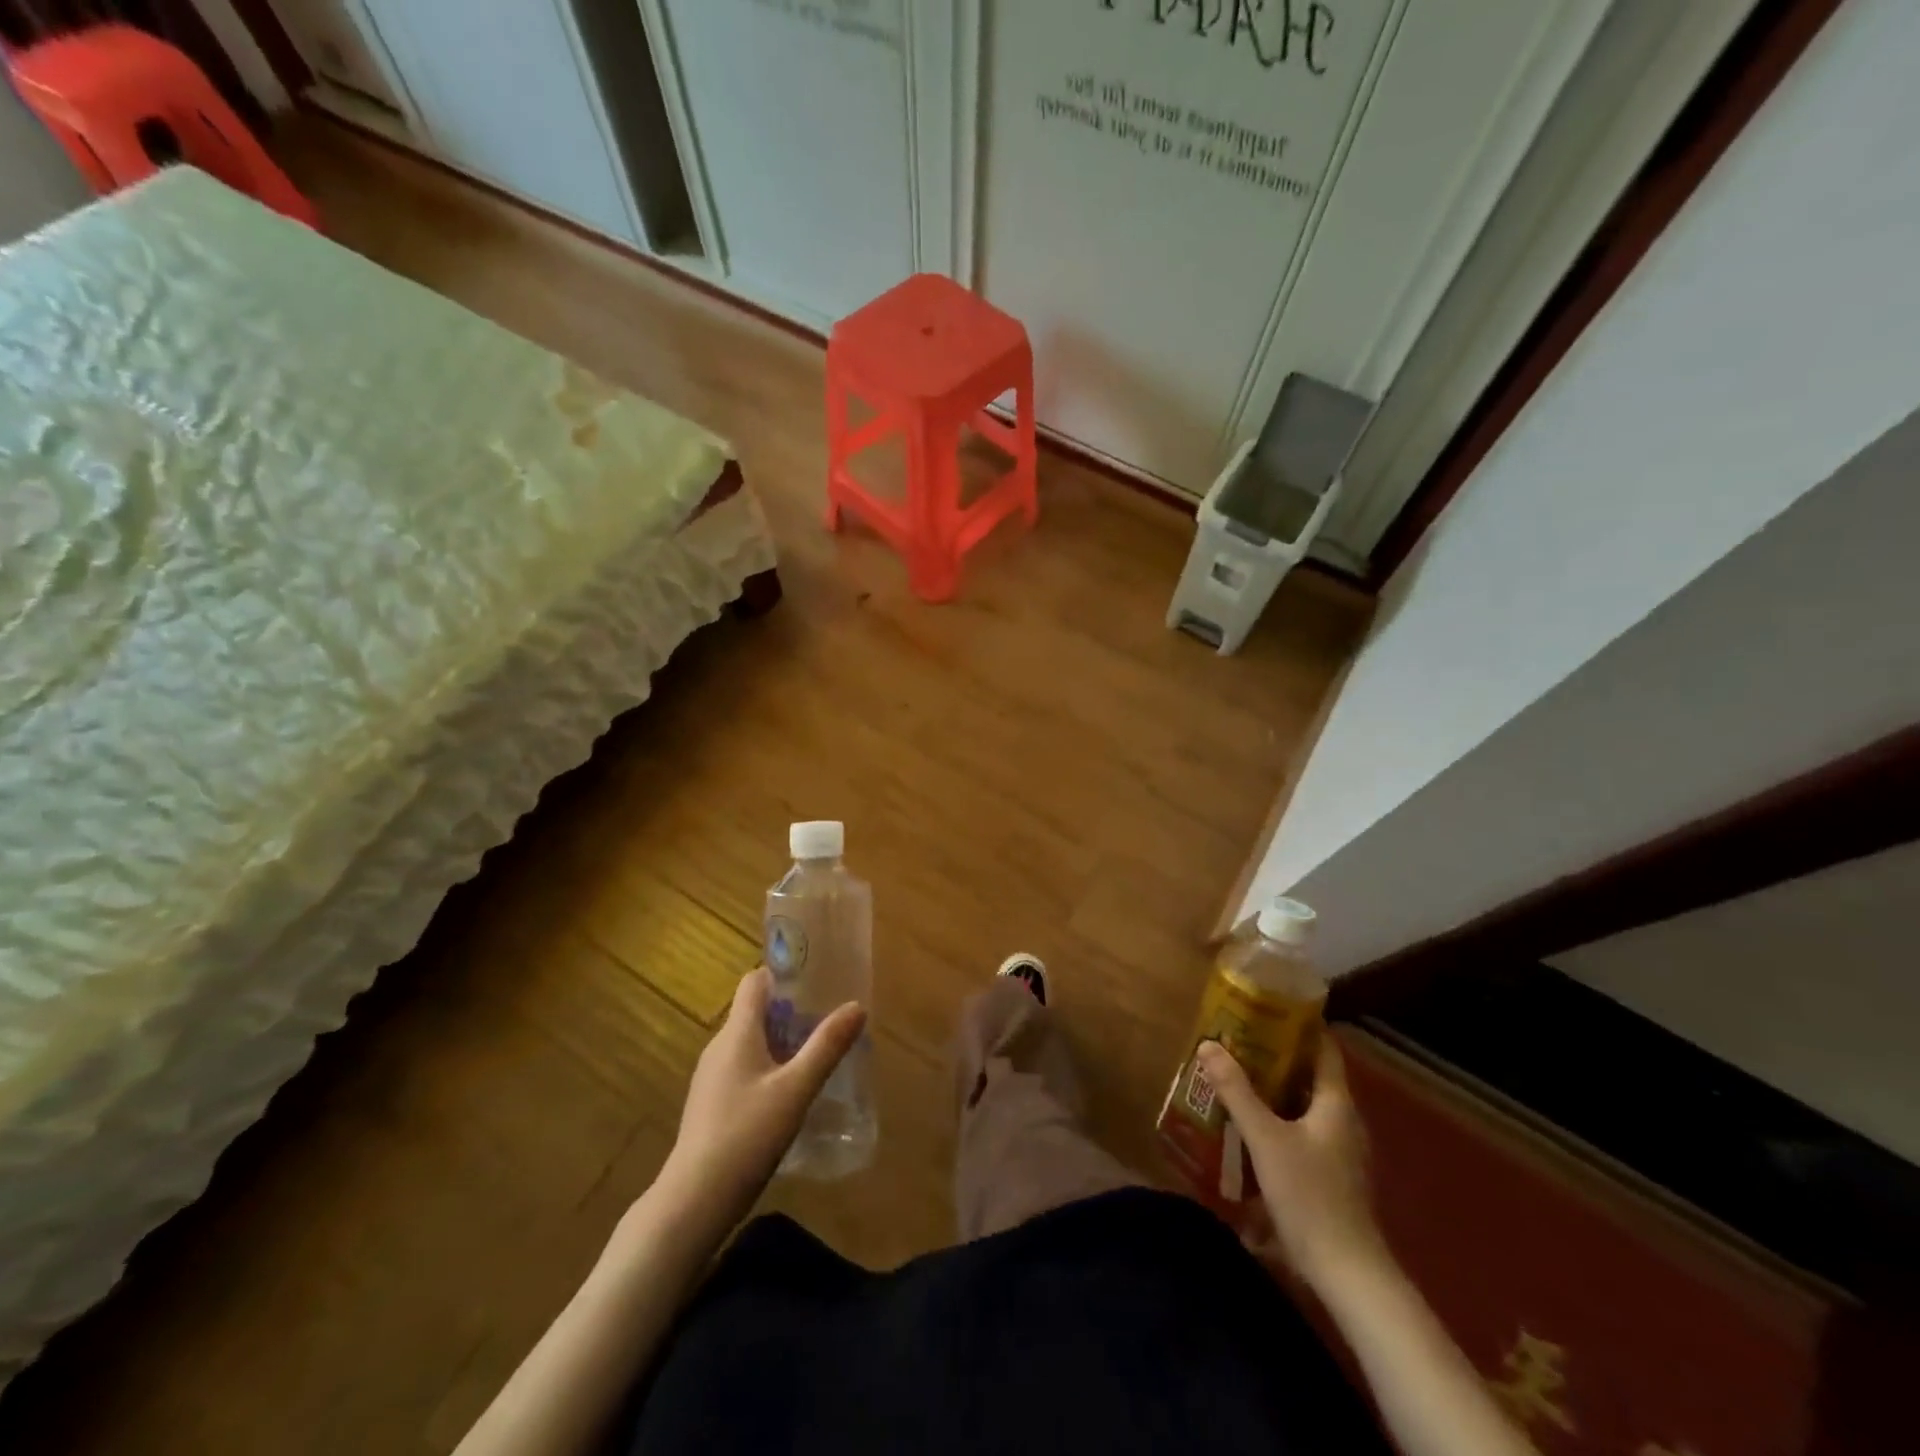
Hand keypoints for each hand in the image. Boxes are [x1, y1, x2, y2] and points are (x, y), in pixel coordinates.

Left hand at [661, 968, 865, 1222]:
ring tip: (815, 1058)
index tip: (816, 981)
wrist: (694, 1201)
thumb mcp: (797, 1089)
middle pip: (755, 1012)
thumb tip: (856, 1006)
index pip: (755, 981)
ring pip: (750, 1043)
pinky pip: (742, 1069)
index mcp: (737, 1032)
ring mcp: (711, 1077)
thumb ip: (827, 1046)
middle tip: (827, 1023)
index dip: (783, 974)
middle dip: (790, 1012)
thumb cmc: (747, 1135)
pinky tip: (788, 1096)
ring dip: (780, 1043)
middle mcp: (719, 1046)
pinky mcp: (710, 1104)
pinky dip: (767, 1069)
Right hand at [1195, 1035, 1387, 1287]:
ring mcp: (1340, 1151)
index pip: (1324, 1049)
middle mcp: (1343, 1121)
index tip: (1267, 1008)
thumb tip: (1208, 1044)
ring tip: (1235, 1076)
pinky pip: (1302, 1130)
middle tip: (1238, 1039)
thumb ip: (1236, 1091)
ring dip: (1274, 1089)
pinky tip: (1249, 1125)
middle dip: (1276, 1056)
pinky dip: (1278, 1118)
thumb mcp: (1265, 1138)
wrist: (1347, 1273)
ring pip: (1305, 1105)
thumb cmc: (1309, 1196)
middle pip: (1311, 1075)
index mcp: (1336, 1103)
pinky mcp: (1330, 1175)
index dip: (1300, 1025)